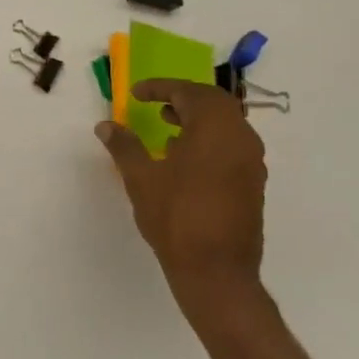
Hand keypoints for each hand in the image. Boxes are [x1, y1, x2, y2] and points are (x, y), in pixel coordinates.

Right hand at [96, 79, 269, 324]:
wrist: (215, 270)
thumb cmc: (175, 217)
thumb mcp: (141, 178)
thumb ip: (124, 146)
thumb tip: (106, 125)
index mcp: (215, 129)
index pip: (189, 92)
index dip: (160, 88)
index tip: (136, 93)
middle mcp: (240, 138)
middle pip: (214, 102)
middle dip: (183, 98)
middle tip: (155, 104)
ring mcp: (251, 161)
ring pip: (226, 124)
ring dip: (197, 118)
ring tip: (167, 127)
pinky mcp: (252, 182)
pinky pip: (231, 145)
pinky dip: (208, 139)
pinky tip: (184, 158)